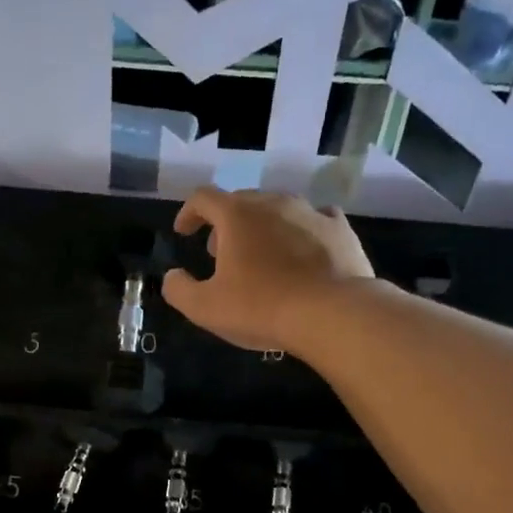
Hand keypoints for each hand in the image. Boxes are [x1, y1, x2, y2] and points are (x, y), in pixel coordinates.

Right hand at [160, 187, 374, 352]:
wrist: (332, 313)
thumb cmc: (261, 307)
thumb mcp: (206, 308)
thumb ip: (179, 290)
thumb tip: (172, 277)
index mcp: (237, 215)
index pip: (203, 198)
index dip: (188, 213)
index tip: (183, 231)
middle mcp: (273, 202)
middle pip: (241, 201)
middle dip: (225, 223)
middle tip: (220, 251)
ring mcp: (310, 212)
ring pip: (279, 208)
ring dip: (263, 225)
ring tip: (261, 253)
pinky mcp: (340, 229)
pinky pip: (316, 218)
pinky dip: (302, 229)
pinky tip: (304, 247)